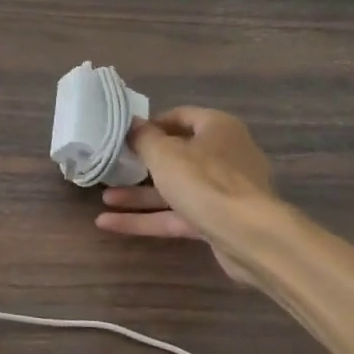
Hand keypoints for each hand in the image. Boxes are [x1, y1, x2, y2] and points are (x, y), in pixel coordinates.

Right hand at [95, 108, 277, 287]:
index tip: (124, 135)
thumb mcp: (164, 153)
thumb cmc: (205, 181)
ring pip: (174, 188)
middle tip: (113, 166)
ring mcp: (221, 191)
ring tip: (104, 198)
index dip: (151, 124)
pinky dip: (146, 219)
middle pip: (177, 155)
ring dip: (138, 195)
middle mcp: (224, 156)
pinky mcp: (215, 221)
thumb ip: (143, 138)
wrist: (249, 236)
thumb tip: (132, 125)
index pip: (181, 116)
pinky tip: (110, 224)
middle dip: (142, 164)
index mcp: (217, 128)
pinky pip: (175, 215)